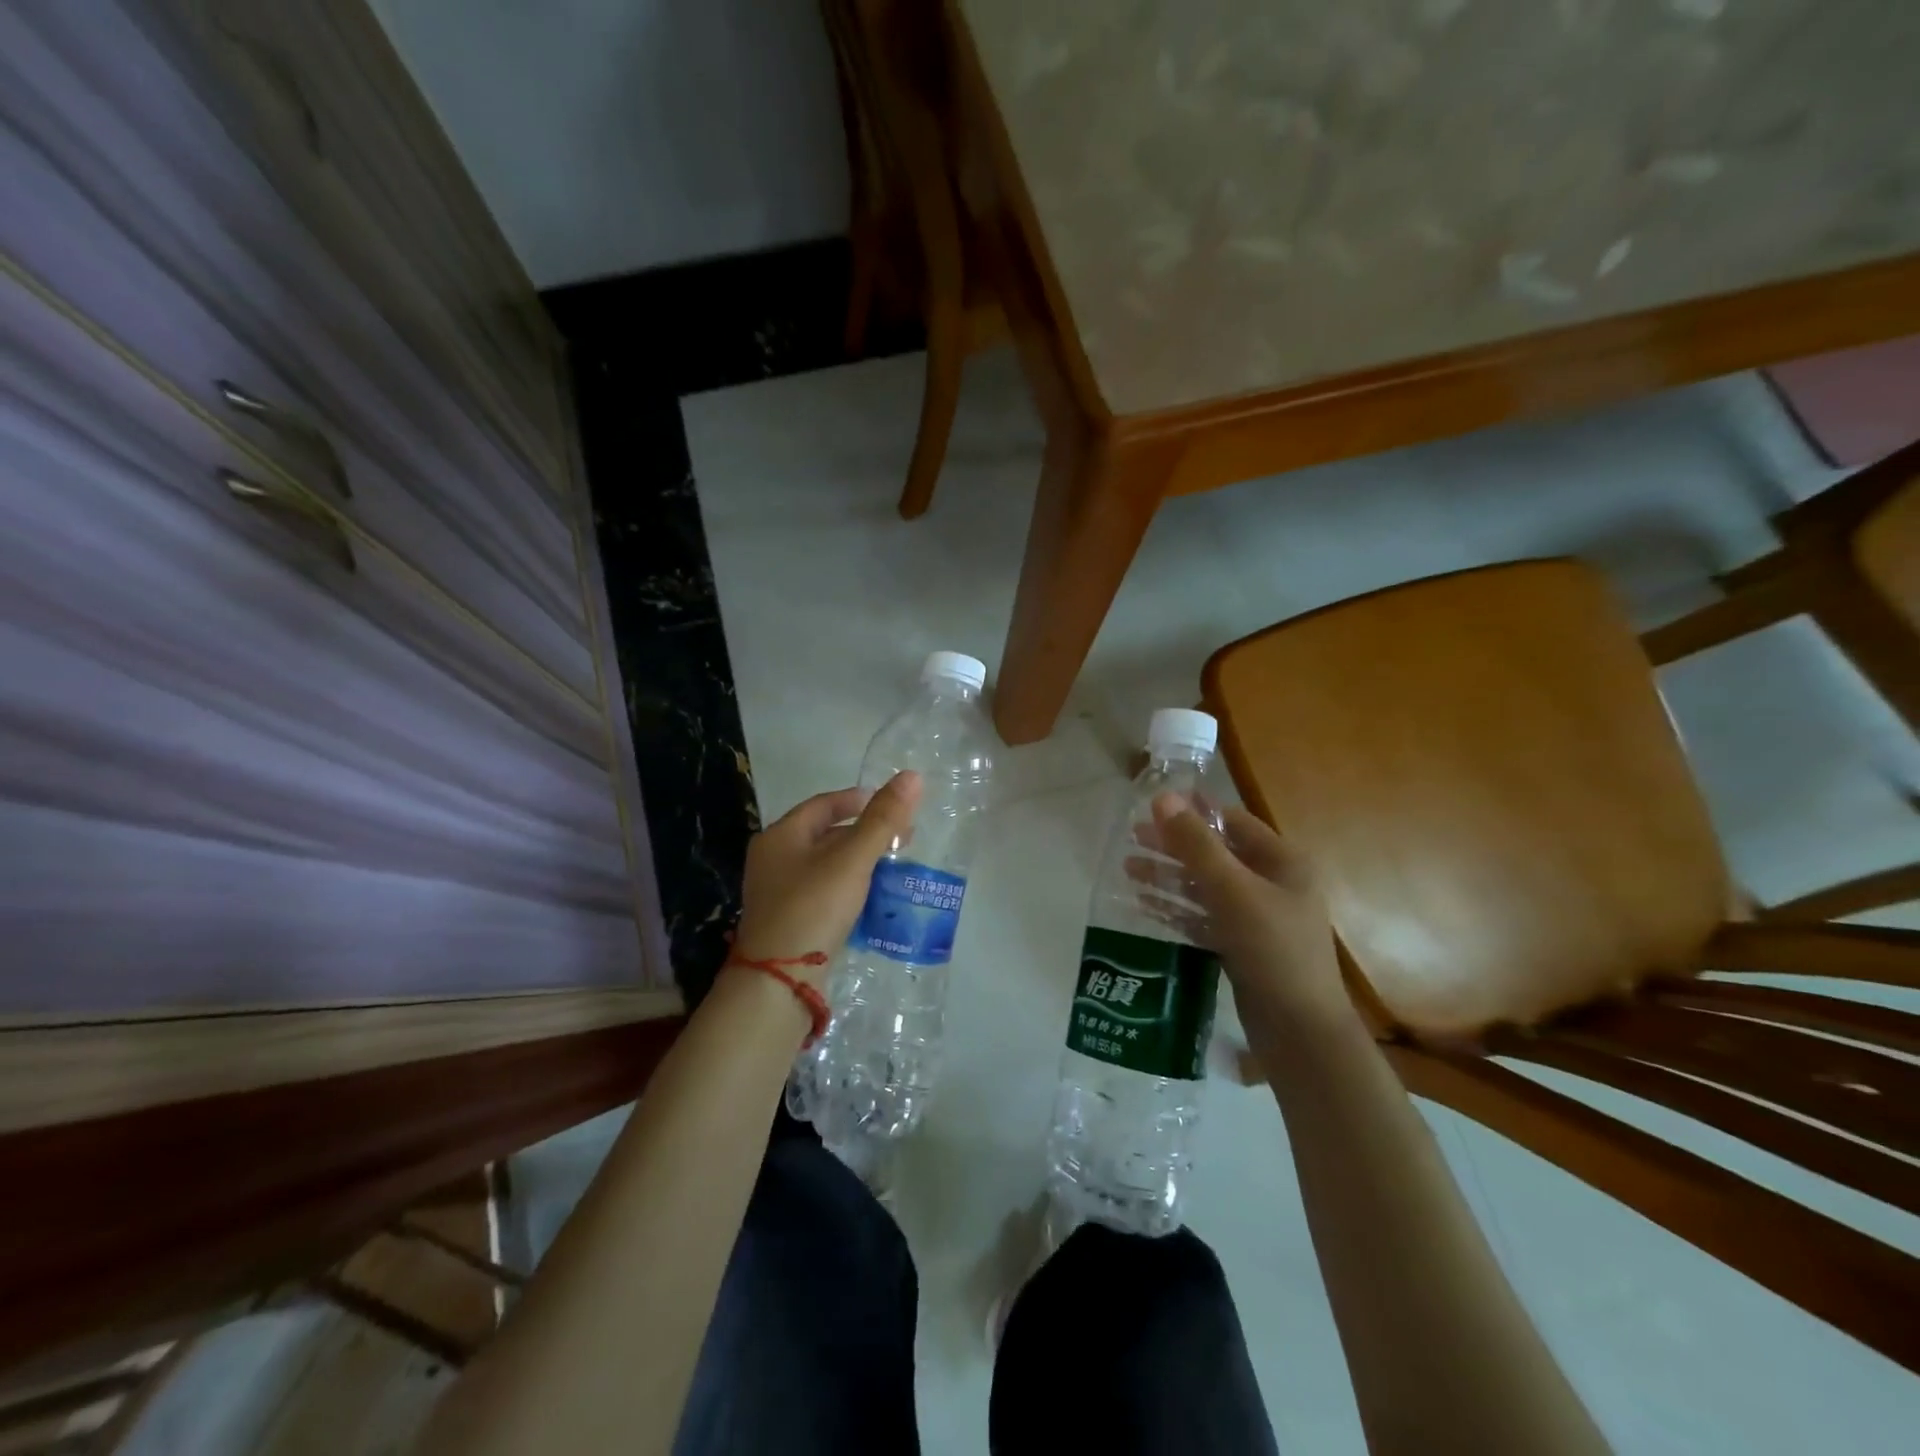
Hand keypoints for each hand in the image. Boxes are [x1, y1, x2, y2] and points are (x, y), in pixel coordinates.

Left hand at [731, 771, 922, 985]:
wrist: (777, 980)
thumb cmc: (814, 907)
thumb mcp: (853, 859)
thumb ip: (883, 819)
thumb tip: (912, 776)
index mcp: (781, 836)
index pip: (823, 804)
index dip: (858, 800)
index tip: (890, 804)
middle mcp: (773, 859)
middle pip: (824, 834)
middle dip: (864, 833)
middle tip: (900, 838)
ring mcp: (777, 892)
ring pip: (825, 865)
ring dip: (858, 861)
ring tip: (892, 867)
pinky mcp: (787, 920)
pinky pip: (823, 891)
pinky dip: (848, 886)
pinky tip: (871, 898)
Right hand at [1146, 793, 1359, 1058]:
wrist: (1301, 1033)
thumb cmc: (1274, 951)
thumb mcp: (1233, 891)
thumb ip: (1196, 845)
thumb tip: (1162, 798)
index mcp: (1283, 862)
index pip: (1233, 822)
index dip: (1194, 811)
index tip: (1153, 805)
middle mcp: (1272, 884)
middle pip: (1215, 854)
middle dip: (1173, 846)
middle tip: (1131, 838)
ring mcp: (1257, 918)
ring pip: (1205, 887)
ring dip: (1168, 877)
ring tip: (1127, 869)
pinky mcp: (1241, 947)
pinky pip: (1203, 917)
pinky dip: (1175, 908)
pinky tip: (1142, 904)